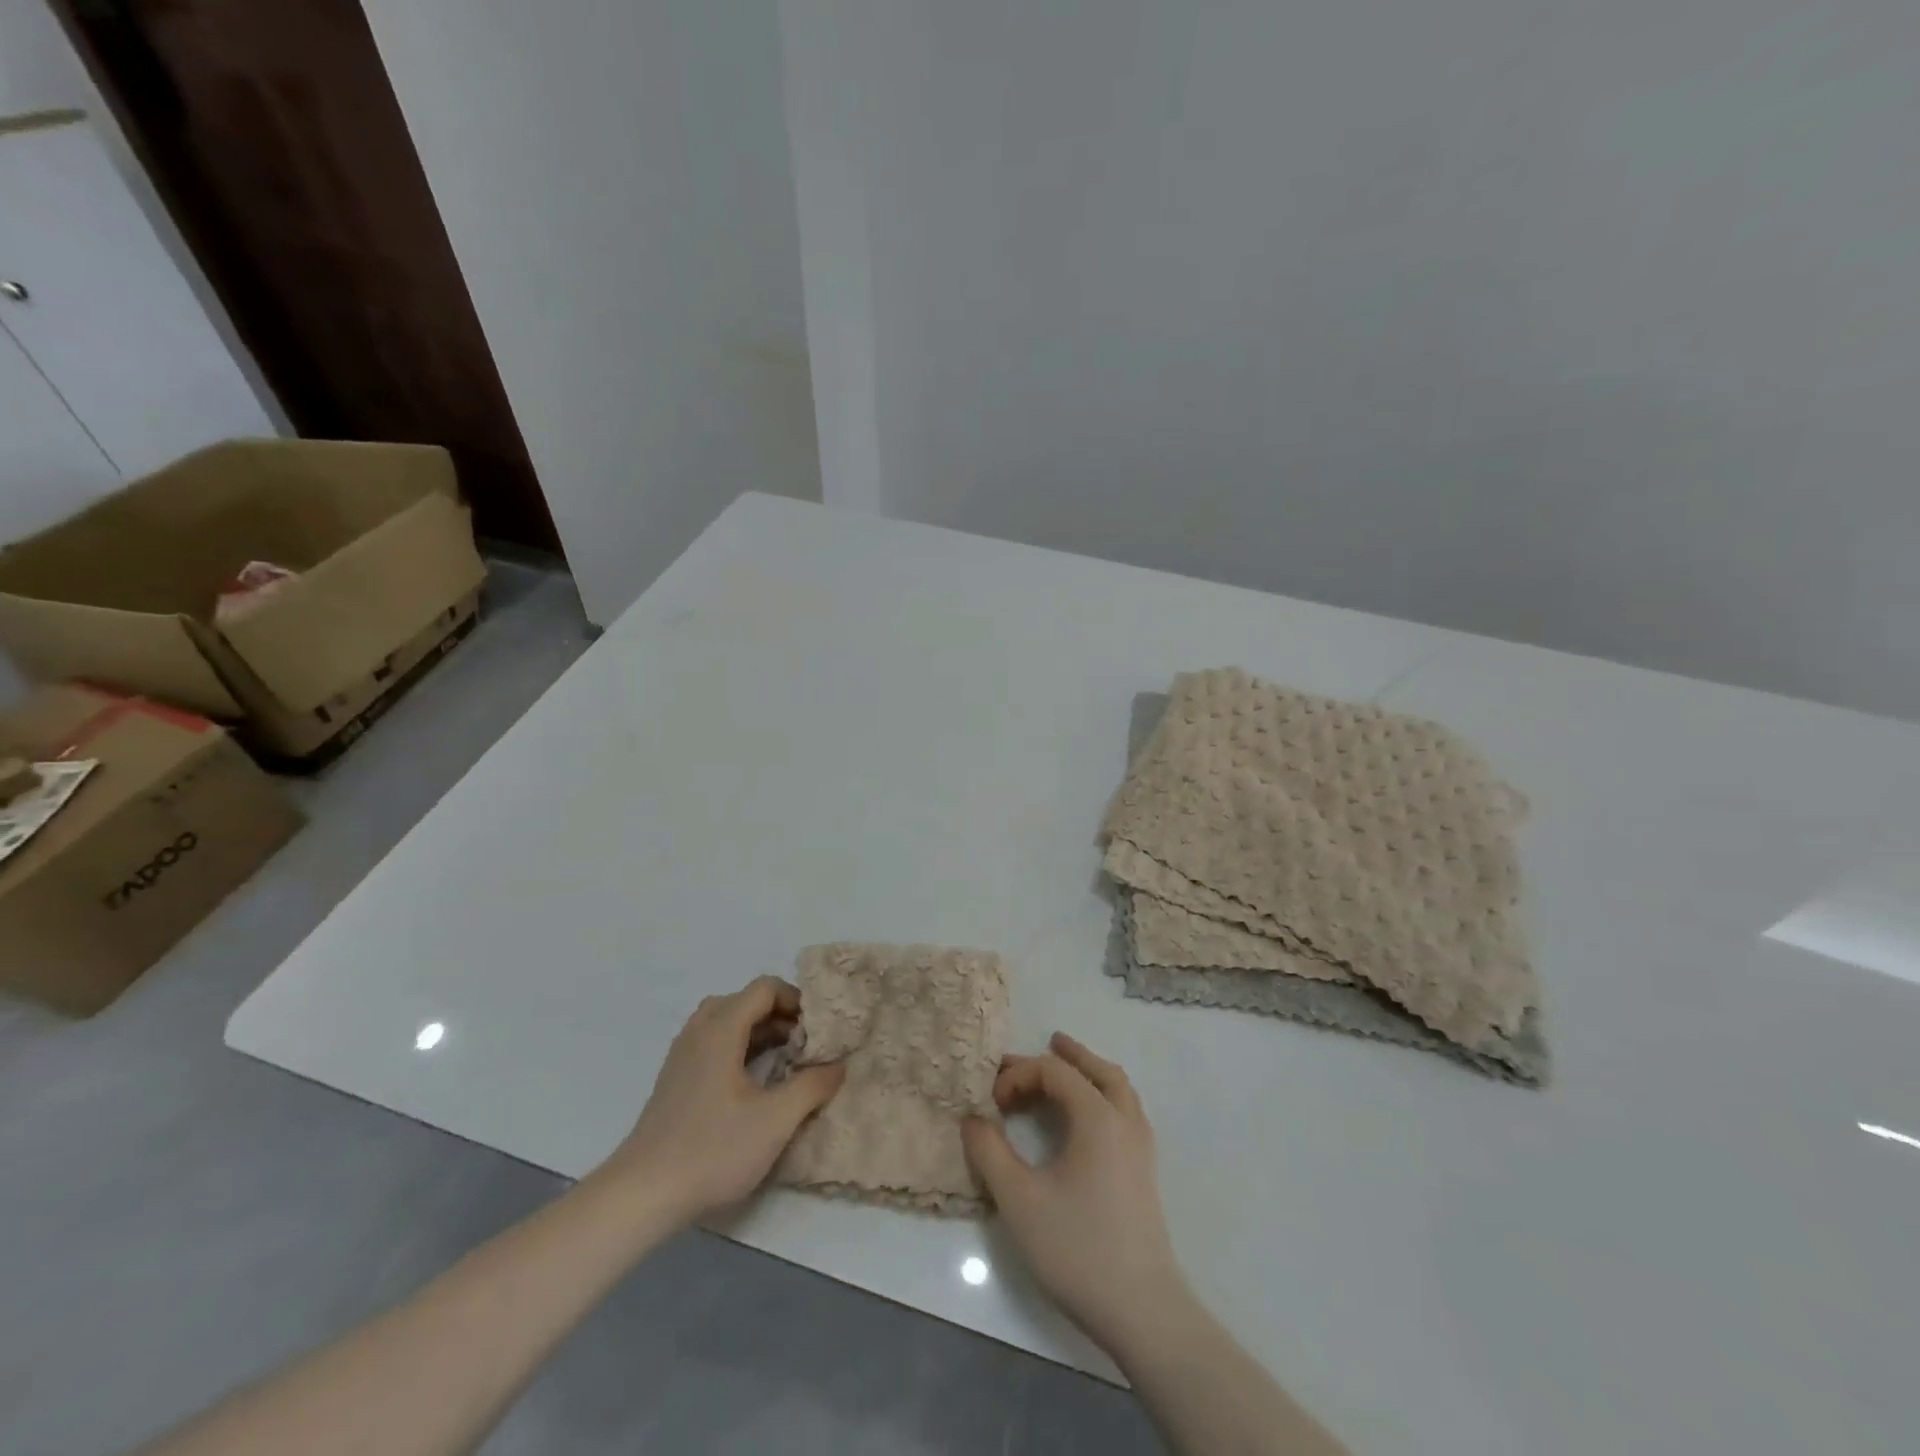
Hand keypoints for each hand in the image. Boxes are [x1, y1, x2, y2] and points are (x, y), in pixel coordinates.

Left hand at [597, 976, 844, 1221]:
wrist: (642, 1194)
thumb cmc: (713, 1149)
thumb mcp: (775, 1120)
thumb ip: (812, 1086)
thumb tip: (838, 1065)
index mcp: (721, 1029)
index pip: (764, 988)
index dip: (796, 999)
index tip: (817, 1029)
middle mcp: (698, 1031)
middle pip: (745, 1001)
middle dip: (779, 1015)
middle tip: (804, 1043)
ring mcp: (682, 1055)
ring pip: (726, 1022)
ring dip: (759, 1031)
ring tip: (784, 1060)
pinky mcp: (675, 1079)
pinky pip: (712, 1043)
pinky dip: (738, 1048)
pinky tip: (752, 1084)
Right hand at [961, 1032, 1188, 1351]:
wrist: (1142, 1309)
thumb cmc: (1078, 1248)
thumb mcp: (1020, 1200)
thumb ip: (990, 1152)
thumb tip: (972, 1118)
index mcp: (1097, 1116)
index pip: (1055, 1072)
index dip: (1019, 1075)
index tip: (993, 1104)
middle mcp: (1124, 1120)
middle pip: (1097, 1069)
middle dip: (1067, 1055)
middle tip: (1044, 1042)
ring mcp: (1140, 1145)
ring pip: (1117, 1087)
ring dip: (1089, 1071)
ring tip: (1067, 1066)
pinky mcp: (1144, 1170)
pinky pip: (1124, 1109)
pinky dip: (1103, 1095)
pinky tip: (1086, 1116)